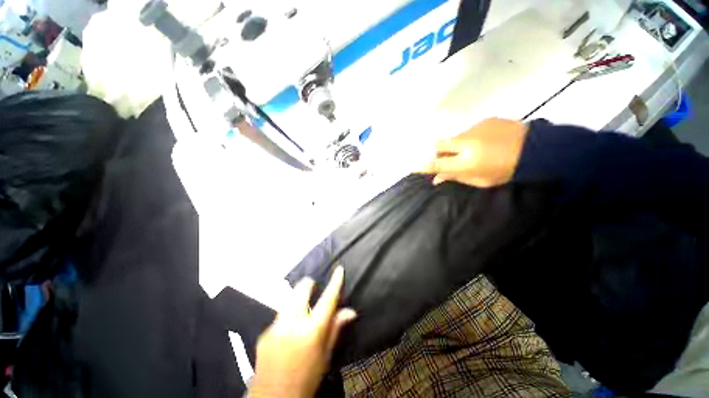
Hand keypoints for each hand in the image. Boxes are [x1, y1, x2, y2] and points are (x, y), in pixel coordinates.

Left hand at [250, 267, 356, 397]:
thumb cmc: (307, 379)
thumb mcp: (325, 356)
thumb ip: (336, 328)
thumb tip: (351, 310)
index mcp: (312, 331)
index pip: (328, 300)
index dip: (335, 282)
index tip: (339, 269)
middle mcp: (293, 323)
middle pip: (301, 290)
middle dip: (309, 285)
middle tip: (314, 290)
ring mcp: (276, 326)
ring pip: (289, 299)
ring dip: (298, 298)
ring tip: (303, 309)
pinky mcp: (265, 332)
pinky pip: (280, 315)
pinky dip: (288, 315)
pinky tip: (290, 329)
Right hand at [419, 118, 528, 187]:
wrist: (539, 149)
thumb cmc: (507, 171)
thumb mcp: (481, 181)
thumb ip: (456, 178)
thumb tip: (437, 179)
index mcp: (467, 162)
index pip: (436, 164)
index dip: (422, 165)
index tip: (412, 166)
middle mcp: (467, 143)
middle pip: (438, 144)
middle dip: (435, 151)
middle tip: (444, 157)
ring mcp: (475, 129)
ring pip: (454, 138)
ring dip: (456, 146)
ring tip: (474, 150)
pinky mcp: (485, 120)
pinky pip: (469, 131)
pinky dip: (471, 139)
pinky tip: (485, 142)